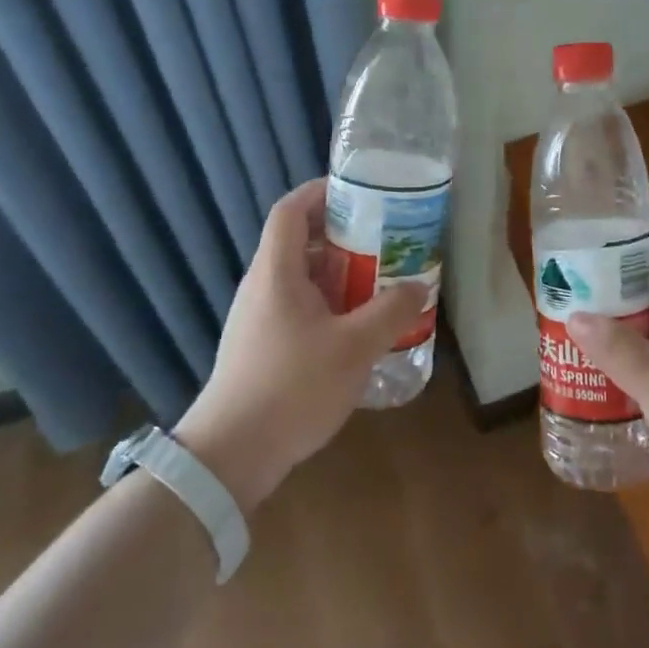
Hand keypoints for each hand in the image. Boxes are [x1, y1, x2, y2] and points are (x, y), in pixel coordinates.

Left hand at [173, 179, 426, 513]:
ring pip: (302, 277)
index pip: (291, 209)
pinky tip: (358, 329)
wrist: (230, 456)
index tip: (360, 191)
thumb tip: (418, 286)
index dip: (321, 191)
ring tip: (380, 281)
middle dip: (343, 234)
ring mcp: (258, 318)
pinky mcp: (261, 346)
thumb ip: (391, 312)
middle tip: (385, 239)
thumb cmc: (292, 387)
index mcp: (277, 271)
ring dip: (339, 273)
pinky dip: (329, 304)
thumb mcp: (354, 348)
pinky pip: (299, 307)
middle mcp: (262, 286)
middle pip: (299, 241)